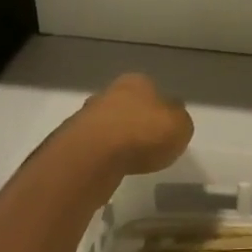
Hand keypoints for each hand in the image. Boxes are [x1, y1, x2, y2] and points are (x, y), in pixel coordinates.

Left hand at [77, 73, 193, 174]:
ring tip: (130, 160)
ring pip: (108, 125)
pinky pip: (94, 147)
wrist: (93, 156)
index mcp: (137, 82)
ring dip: (117, 139)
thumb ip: (179, 120)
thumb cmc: (144, 134)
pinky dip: (103, 156)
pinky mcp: (71, 141)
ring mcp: (86, 116)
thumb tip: (172, 117)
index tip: (165, 127)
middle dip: (136, 121)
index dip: (160, 109)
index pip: (153, 90)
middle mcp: (109, 92)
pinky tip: (112, 169)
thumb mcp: (181, 126)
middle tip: (148, 144)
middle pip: (127, 106)